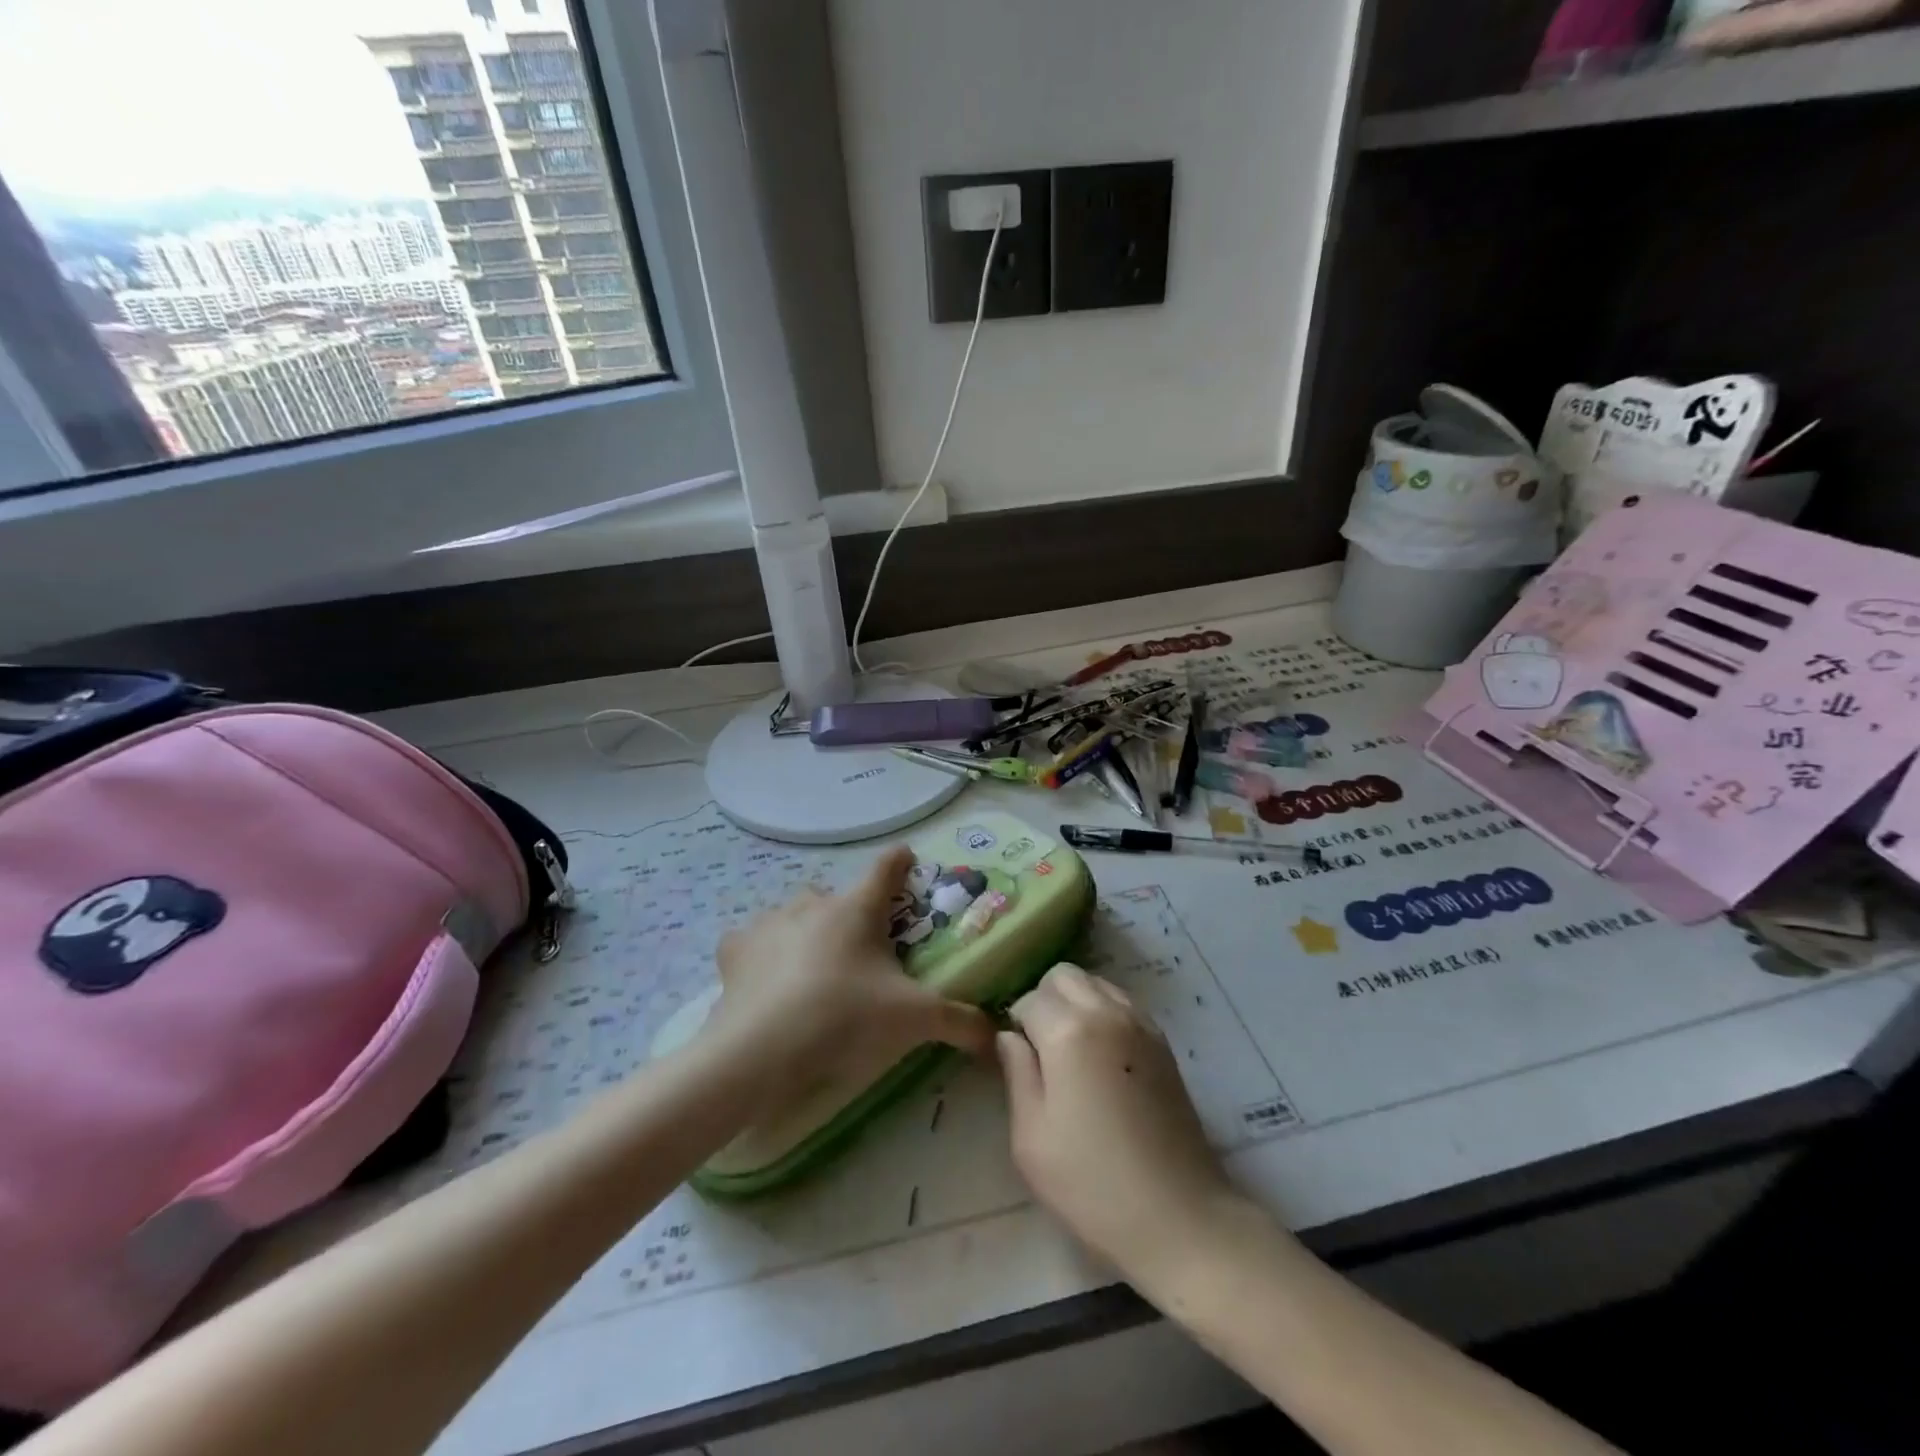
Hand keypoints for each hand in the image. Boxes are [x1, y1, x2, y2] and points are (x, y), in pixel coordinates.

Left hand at [703, 845, 993, 1108]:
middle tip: (858, 951)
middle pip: (836, 896)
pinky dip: (761, 953)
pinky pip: (752, 941)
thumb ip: (960, 1023)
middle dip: (848, 914)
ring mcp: (770, 922)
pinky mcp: (736, 949)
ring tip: (812, 970)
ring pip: (793, 914)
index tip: (906, 857)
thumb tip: (996, 1038)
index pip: (886, 868)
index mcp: (857, 909)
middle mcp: (813, 904)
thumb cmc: (845, 1018)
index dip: (900, 861)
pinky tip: (766, 978)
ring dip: (805, 931)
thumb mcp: (914, 1020)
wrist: (761, 1050)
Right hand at [998, 963, 1240, 1278]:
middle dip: (1044, 999)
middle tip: (1040, 1049)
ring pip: (1095, 983)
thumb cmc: (1093, 1184)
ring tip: (1071, 1053)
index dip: (1016, 1025)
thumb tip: (1009, 1037)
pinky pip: (1122, 1003)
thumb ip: (1017, 1073)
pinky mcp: (1163, 1042)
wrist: (1180, 1217)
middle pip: (1064, 975)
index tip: (1016, 1059)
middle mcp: (1106, 1012)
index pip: (1029, 999)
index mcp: (1069, 1031)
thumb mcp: (1031, 1138)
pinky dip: (1103, 1012)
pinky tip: (1102, 1059)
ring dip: (1075, 1002)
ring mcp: (1141, 1024)